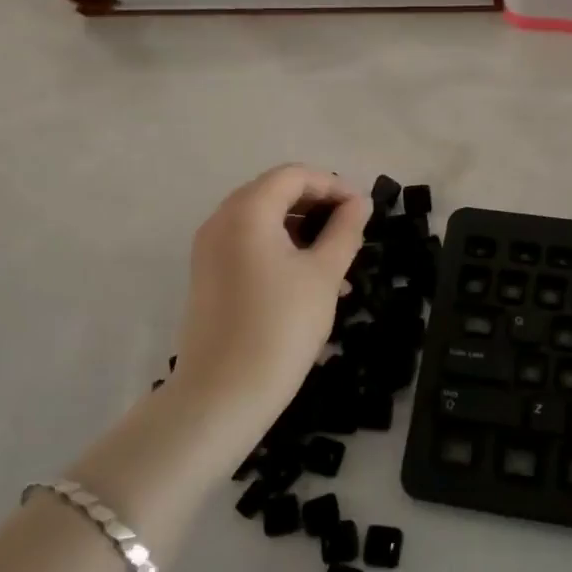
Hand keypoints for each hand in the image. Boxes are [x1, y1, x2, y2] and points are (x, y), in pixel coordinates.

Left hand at [167, 165, 368, 448]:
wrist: (222, 396)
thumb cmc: (280, 326)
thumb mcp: (323, 275)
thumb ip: (345, 230)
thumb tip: (359, 203)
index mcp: (246, 212)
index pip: (294, 176)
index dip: (333, 185)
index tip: (363, 211)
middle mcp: (221, 221)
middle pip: (275, 193)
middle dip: (318, 207)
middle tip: (352, 232)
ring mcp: (209, 250)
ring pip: (263, 222)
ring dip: (302, 231)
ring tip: (338, 264)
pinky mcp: (208, 277)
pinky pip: (249, 247)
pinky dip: (281, 251)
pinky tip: (310, 283)